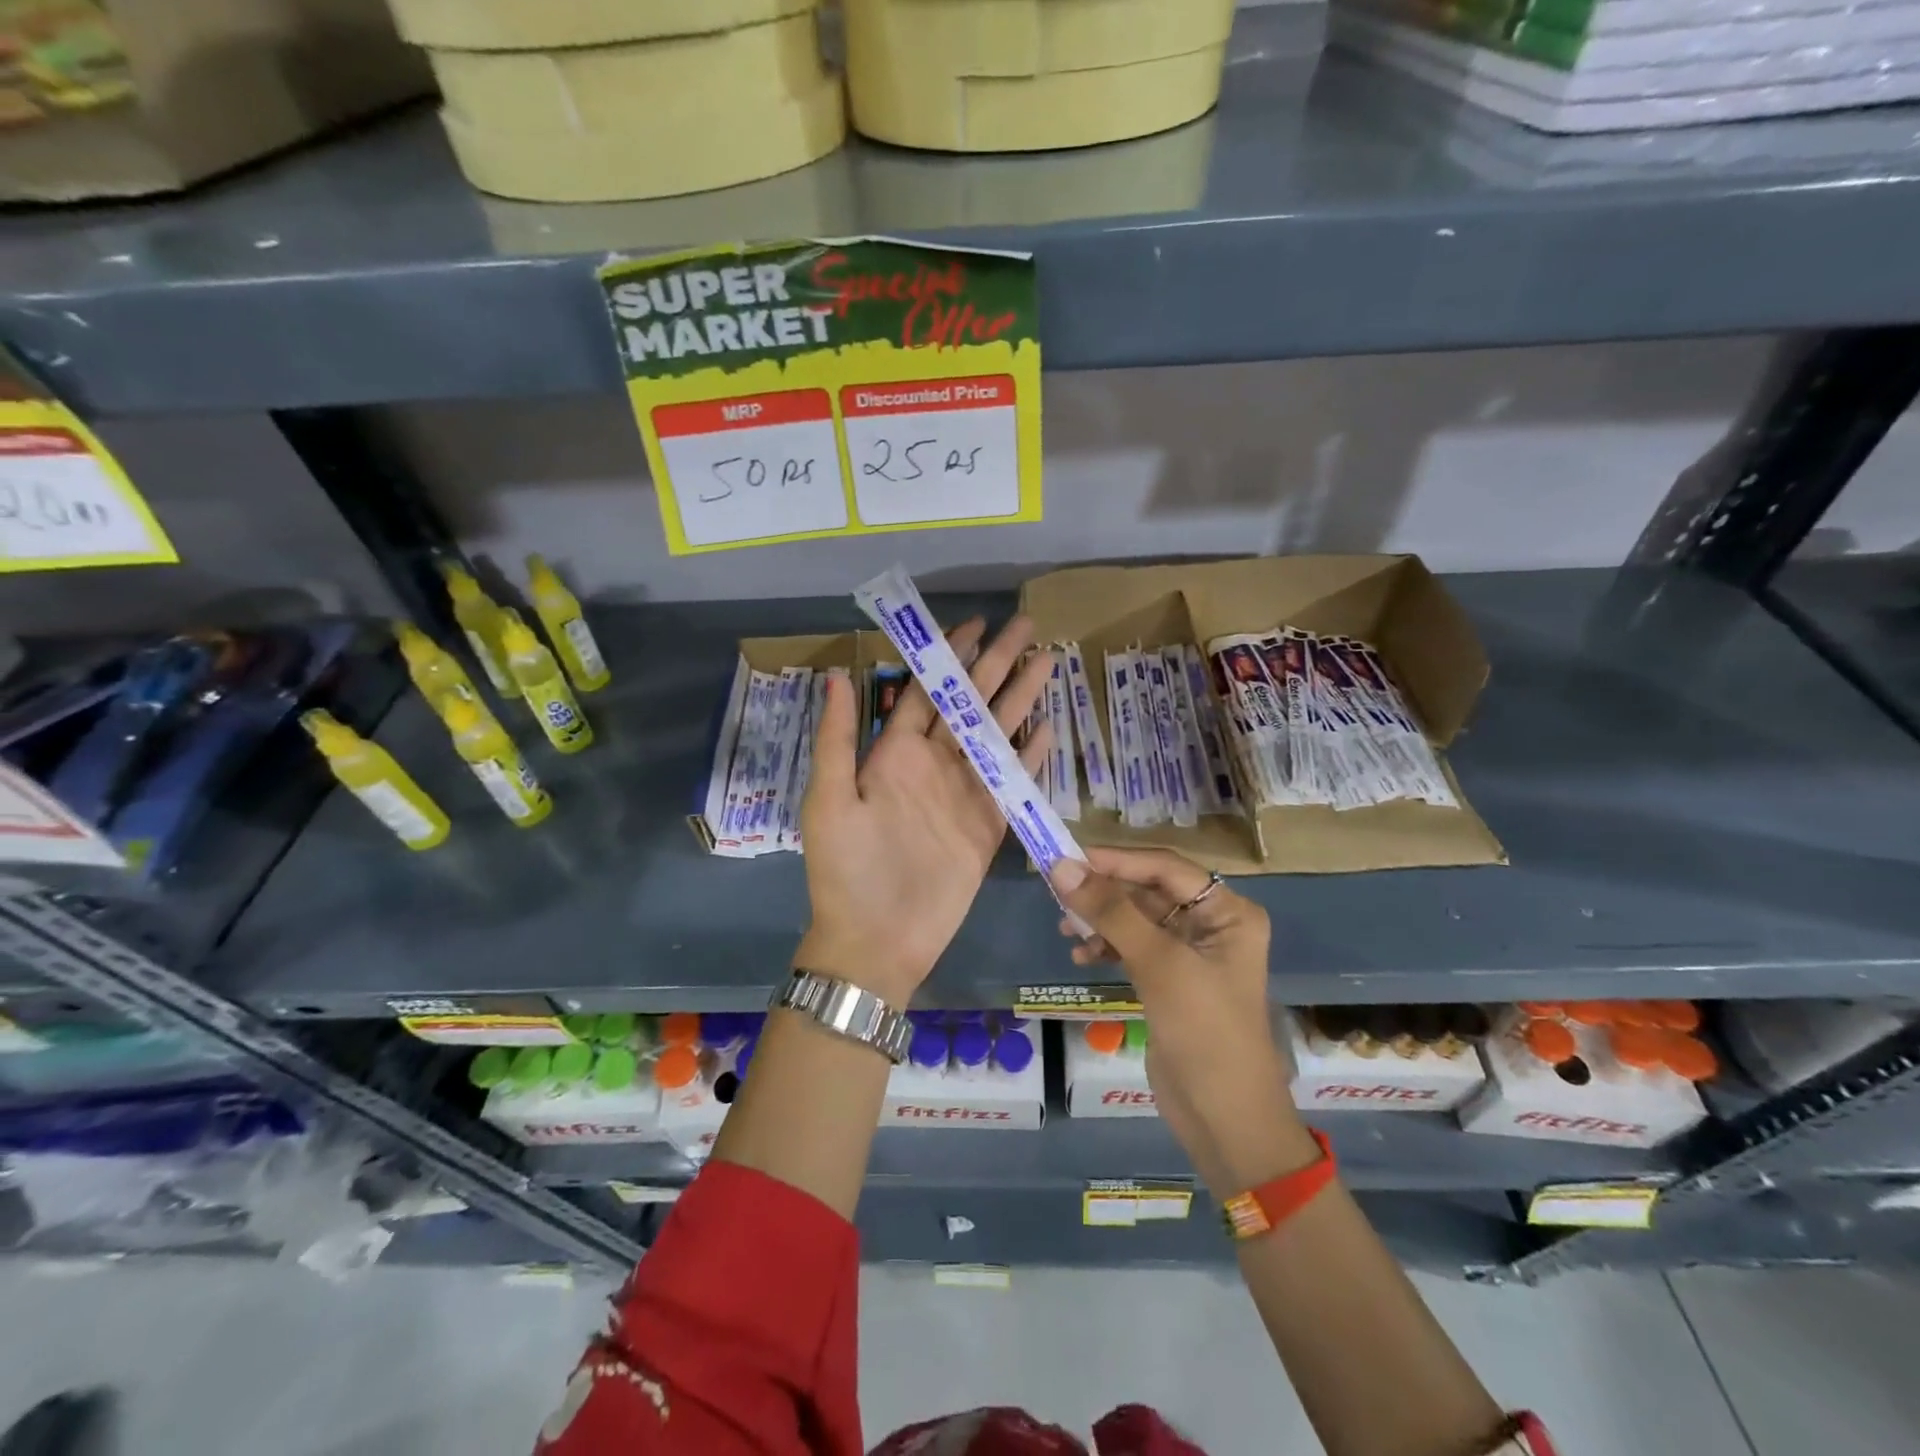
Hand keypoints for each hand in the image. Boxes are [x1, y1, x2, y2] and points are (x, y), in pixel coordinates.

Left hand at [797, 616, 1053, 1006]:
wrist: (877, 941)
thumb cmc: (847, 870)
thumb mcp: (831, 801)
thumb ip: (839, 738)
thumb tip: (840, 673)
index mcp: (895, 755)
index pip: (928, 693)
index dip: (951, 658)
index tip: (976, 625)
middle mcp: (933, 766)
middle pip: (970, 705)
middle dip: (997, 665)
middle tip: (1027, 627)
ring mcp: (964, 795)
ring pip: (997, 735)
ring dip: (1021, 700)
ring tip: (1048, 664)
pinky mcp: (989, 825)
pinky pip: (1013, 782)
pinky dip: (1032, 756)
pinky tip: (1051, 729)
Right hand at [1051, 847, 1318, 1198]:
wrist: (1225, 1120)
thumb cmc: (1204, 1031)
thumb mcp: (1159, 964)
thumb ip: (1111, 912)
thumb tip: (1061, 867)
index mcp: (1228, 912)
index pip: (1165, 867)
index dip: (1115, 860)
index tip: (1066, 858)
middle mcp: (1212, 924)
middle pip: (1148, 891)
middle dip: (1104, 893)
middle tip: (1058, 894)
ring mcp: (1191, 953)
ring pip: (1136, 919)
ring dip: (1101, 921)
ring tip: (1065, 931)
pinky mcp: (1171, 980)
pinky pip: (1133, 947)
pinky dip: (1107, 946)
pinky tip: (1082, 956)